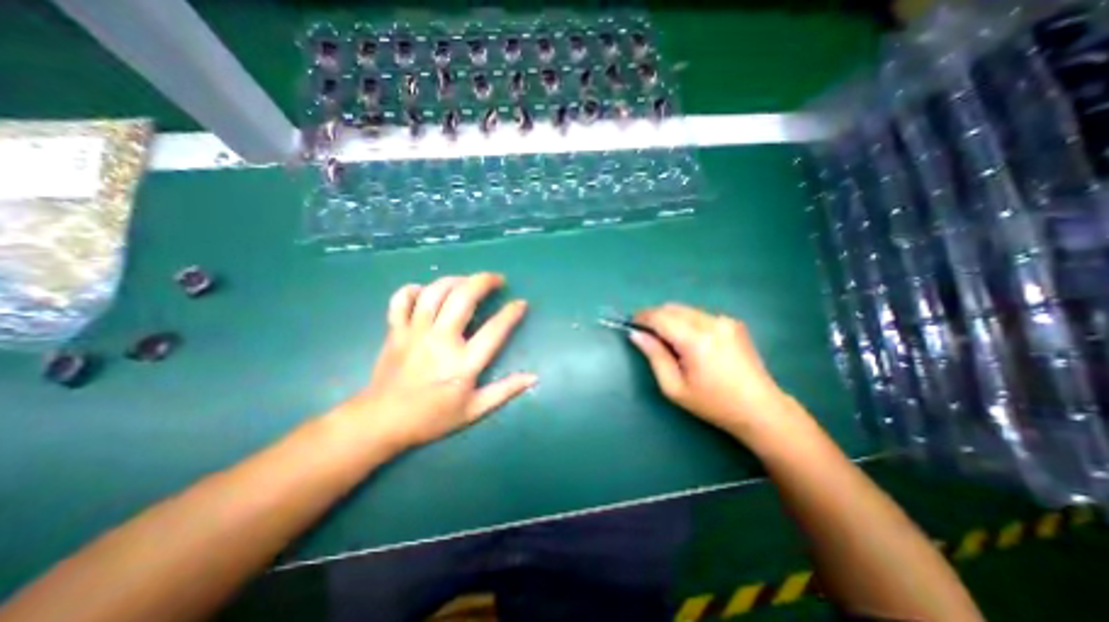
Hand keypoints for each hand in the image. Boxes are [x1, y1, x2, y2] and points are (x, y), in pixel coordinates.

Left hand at [335, 272, 534, 450]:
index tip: (520, 303)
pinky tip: (424, 291)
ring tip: (467, 281)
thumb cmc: (431, 418)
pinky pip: (401, 300)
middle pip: (463, 298)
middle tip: (497, 279)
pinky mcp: (396, 331)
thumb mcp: (473, 410)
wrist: (381, 422)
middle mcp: (440, 340)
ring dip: (455, 280)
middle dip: (484, 281)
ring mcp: (415, 333)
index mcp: (463, 362)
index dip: (511, 313)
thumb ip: (504, 391)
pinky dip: (413, 290)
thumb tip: (533, 377)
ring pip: (435, 292)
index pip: (495, 329)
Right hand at [632, 303, 807, 442]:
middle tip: (647, 334)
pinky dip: (687, 321)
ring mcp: (725, 320)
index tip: (632, 324)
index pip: (660, 317)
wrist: (761, 409)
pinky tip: (691, 341)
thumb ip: (654, 356)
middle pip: (672, 308)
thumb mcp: (674, 387)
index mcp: (696, 340)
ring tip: (669, 340)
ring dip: (671, 319)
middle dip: (655, 316)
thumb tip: (636, 334)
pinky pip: (700, 314)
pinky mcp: (733, 323)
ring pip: (686, 309)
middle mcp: (711, 322)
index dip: (642, 317)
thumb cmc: (713, 403)